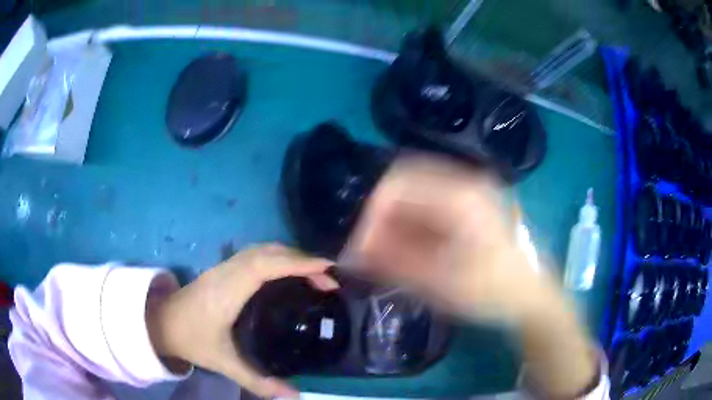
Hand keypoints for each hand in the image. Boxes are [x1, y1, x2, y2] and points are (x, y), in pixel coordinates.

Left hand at [147, 244, 337, 397]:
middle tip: (329, 279)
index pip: (265, 266)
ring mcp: (223, 267)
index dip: (296, 263)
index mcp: (227, 292)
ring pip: (261, 250)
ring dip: (289, 256)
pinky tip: (287, 273)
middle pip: (268, 252)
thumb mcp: (224, 363)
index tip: (326, 269)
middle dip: (301, 260)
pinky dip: (277, 257)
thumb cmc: (191, 340)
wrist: (161, 322)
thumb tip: (295, 396)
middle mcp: (226, 272)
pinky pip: (255, 254)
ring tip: (314, 275)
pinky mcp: (222, 269)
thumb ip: (258, 382)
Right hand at [349, 156, 597, 397]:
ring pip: (415, 193)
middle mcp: (464, 181)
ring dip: (394, 220)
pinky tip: (405, 247)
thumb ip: (391, 262)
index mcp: (461, 195)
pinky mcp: (468, 203)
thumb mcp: (439, 283)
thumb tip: (351, 251)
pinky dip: (410, 223)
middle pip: (405, 182)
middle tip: (368, 248)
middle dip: (380, 215)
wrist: (530, 295)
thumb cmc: (491, 291)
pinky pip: (428, 203)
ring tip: (383, 252)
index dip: (370, 211)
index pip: (398, 182)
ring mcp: (468, 190)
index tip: (359, 243)